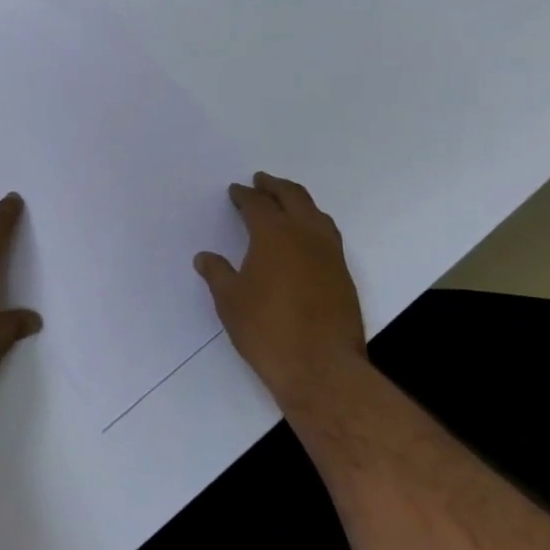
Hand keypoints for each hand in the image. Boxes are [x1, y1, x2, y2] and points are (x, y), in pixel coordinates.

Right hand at [194, 172, 366, 410]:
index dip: (244, 195)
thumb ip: (218, 274)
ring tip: (286, 203)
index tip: (235, 190)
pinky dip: (314, 225)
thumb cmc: (267, 330)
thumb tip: (205, 257)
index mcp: (274, 234)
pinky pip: (328, 235)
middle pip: (293, 197)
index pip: (258, 204)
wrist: (322, 368)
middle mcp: (306, 235)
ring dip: (299, 202)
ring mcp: (330, 255)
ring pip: (316, 214)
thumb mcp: (230, 301)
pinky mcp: (344, 276)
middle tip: (261, 181)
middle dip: (275, 186)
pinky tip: (305, 239)